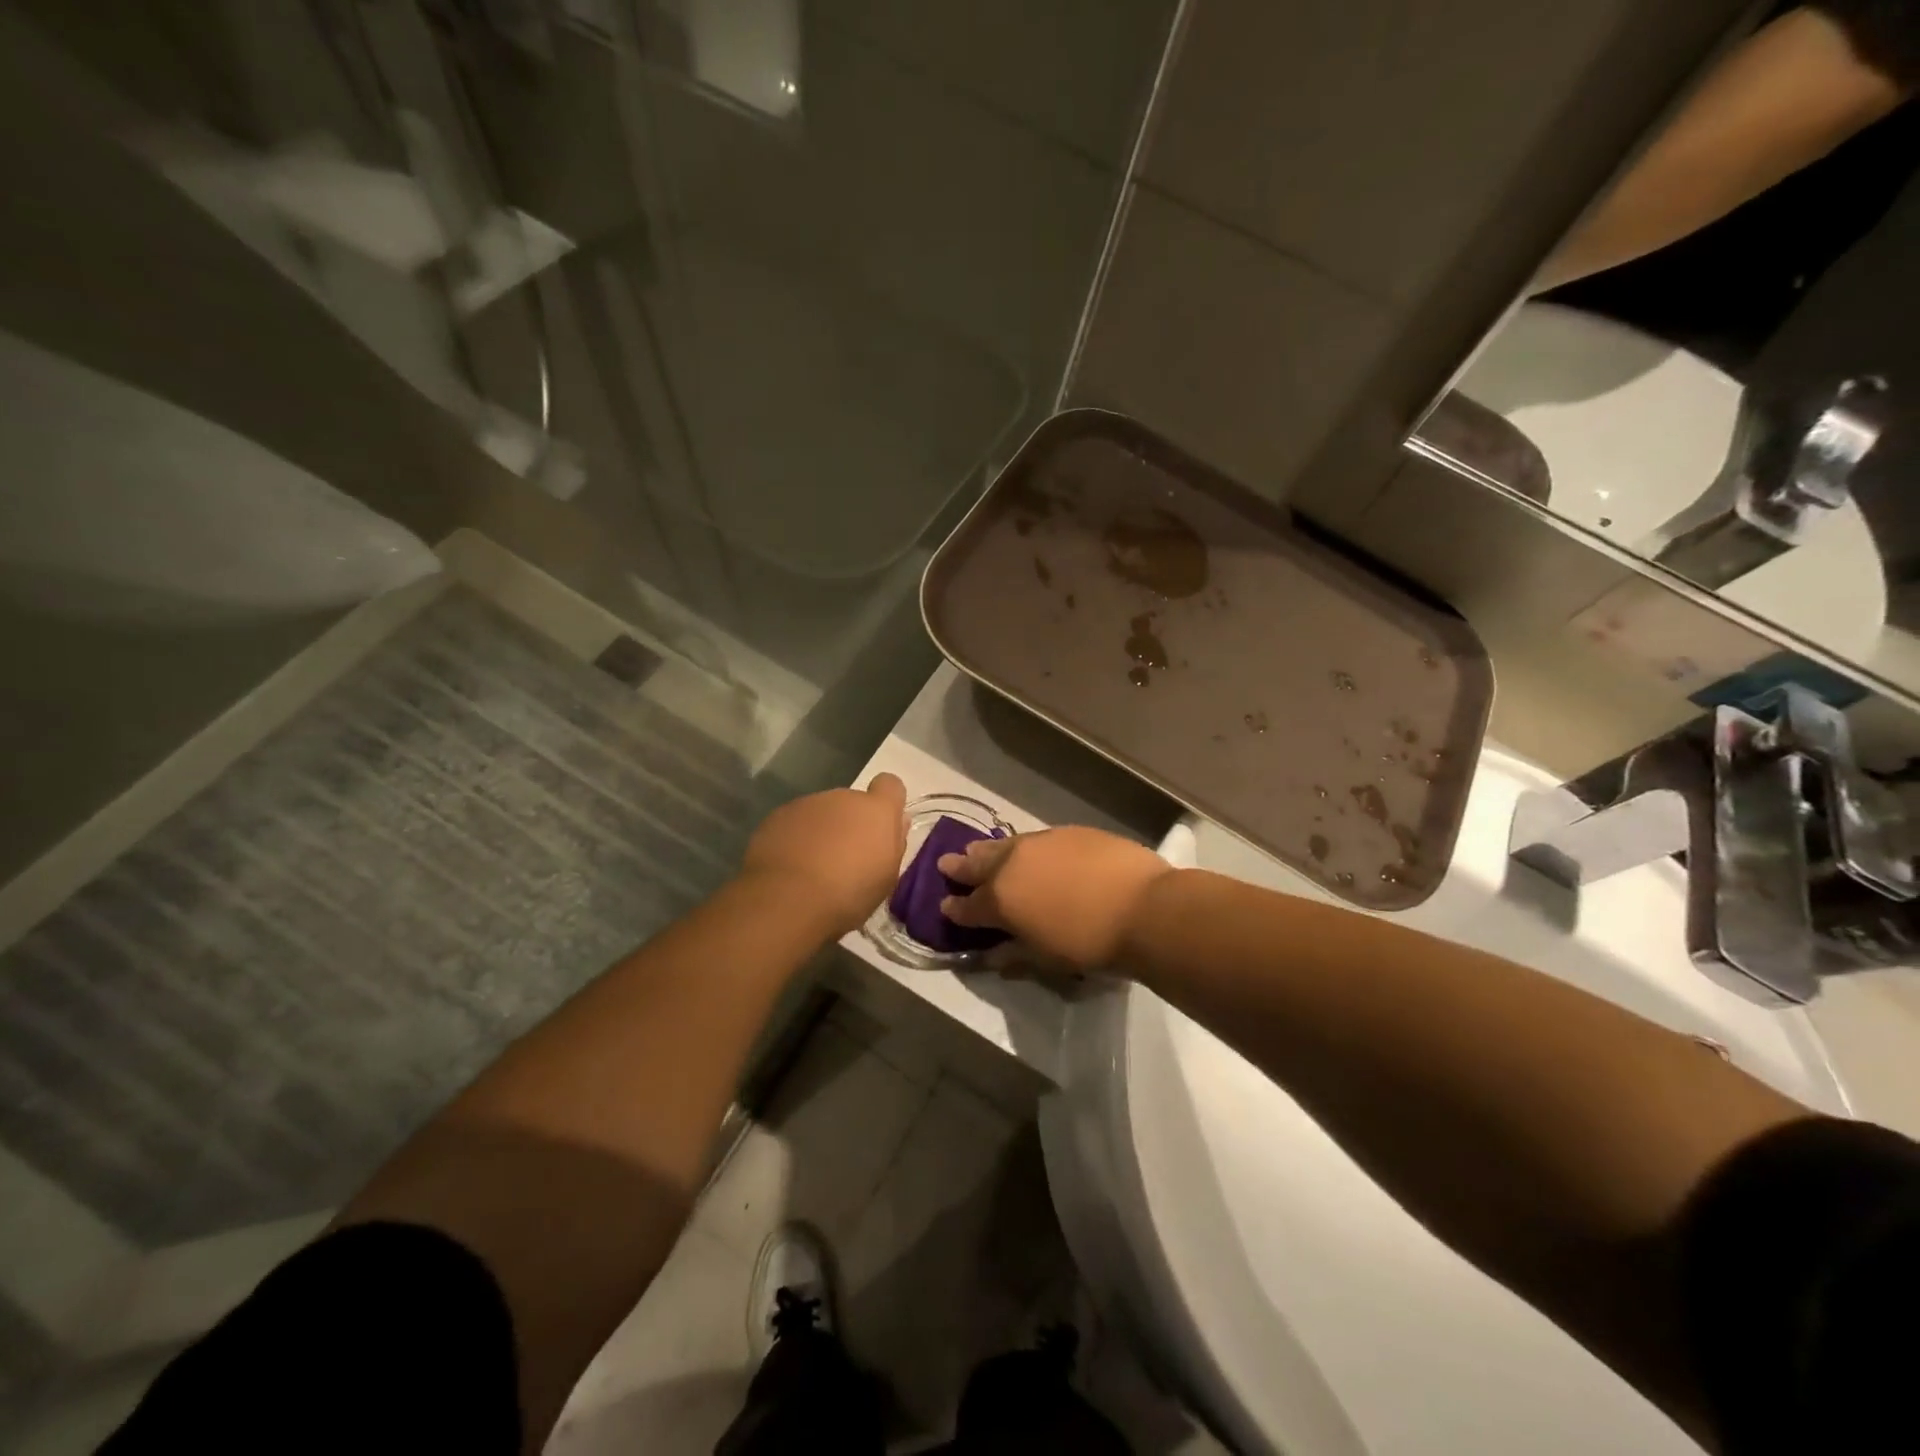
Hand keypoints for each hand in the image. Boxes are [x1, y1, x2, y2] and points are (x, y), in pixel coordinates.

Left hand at [741, 774, 907, 936]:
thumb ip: (893, 842)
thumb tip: (897, 821)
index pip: (890, 785)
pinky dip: (795, 838)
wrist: (787, 901)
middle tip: (845, 859)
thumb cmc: (849, 894)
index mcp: (876, 810)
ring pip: (822, 813)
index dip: (887, 802)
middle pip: (852, 803)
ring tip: (813, 867)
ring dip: (822, 831)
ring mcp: (807, 803)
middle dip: (851, 824)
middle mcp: (842, 797)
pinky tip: (790, 867)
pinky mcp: (777, 816)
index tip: (881, 827)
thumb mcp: (886, 877)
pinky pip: (794, 823)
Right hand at [937, 827, 1173, 970]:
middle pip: (979, 863)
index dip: (955, 908)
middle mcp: (1013, 863)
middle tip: (948, 864)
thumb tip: (990, 956)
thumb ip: (1013, 953)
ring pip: (1005, 845)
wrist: (1142, 907)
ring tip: (979, 850)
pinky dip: (1026, 848)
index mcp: (1000, 898)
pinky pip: (1037, 839)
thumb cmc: (1089, 943)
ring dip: (989, 851)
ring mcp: (1041, 842)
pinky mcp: (1069, 831)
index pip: (968, 905)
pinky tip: (1031, 852)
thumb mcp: (1046, 958)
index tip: (945, 905)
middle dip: (962, 867)